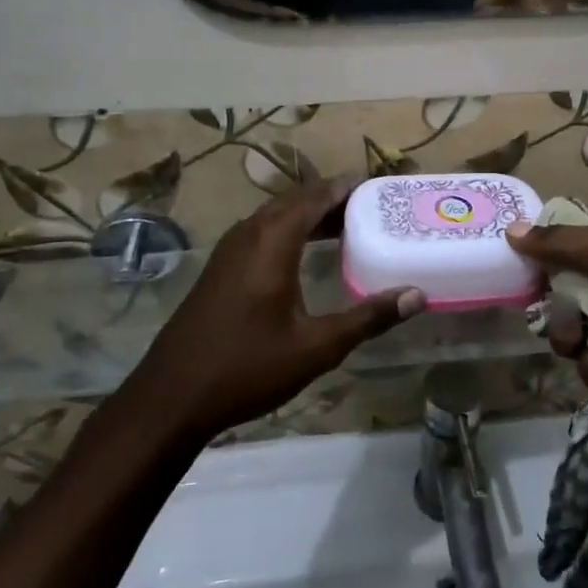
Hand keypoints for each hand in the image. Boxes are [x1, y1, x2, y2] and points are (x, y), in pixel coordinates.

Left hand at [136, 178, 423, 439]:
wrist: (170, 398)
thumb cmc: (247, 368)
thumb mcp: (316, 347)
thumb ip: (368, 318)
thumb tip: (417, 296)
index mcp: (272, 242)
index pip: (314, 197)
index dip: (345, 188)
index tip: (377, 188)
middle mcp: (248, 235)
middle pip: (294, 201)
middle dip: (330, 199)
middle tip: (369, 209)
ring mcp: (228, 251)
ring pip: (275, 216)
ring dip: (308, 215)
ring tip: (345, 226)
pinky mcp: (219, 269)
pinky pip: (260, 232)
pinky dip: (288, 231)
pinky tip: (303, 255)